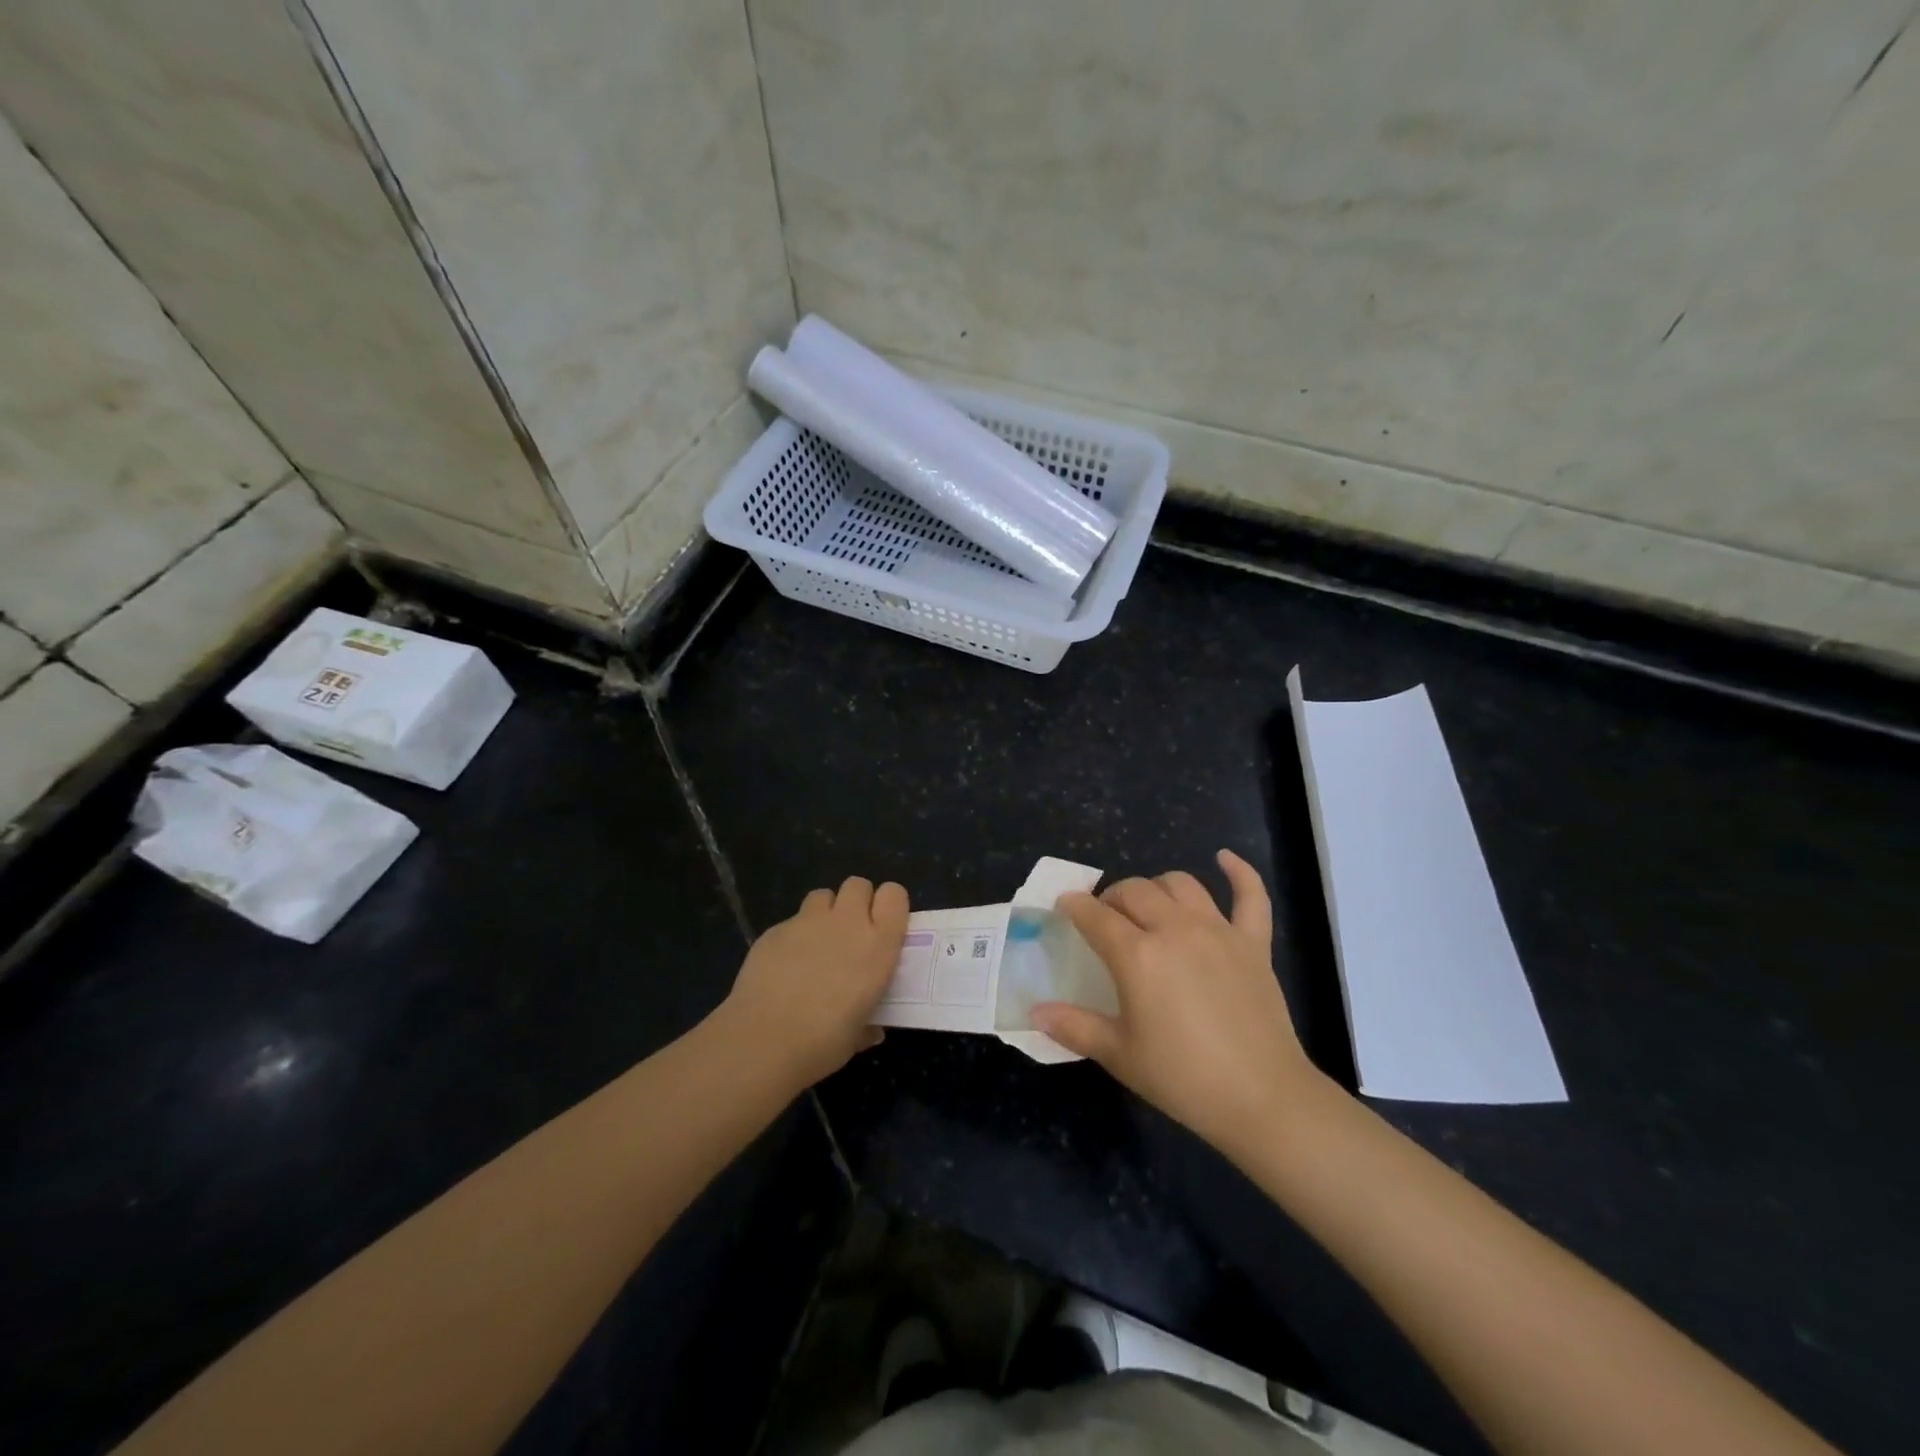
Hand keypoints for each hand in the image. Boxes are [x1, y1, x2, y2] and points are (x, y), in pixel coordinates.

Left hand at [716, 876, 909, 1088]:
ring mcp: (807, 922)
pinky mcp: (775, 930)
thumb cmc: (823, 1042)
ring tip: (817, 944)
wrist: (763, 1042)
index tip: (885, 925)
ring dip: (825, 913)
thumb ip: (868, 1023)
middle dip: (857, 901)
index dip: (889, 904)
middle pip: (858, 885)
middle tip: (851, 932)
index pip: (894, 895)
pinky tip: (784, 966)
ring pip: (823, 895)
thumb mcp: (858, 1036)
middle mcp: (846, 923)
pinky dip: (793, 936)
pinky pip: (792, 921)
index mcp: (877, 945)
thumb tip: (871, 1029)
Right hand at [1032, 851, 1322, 1156]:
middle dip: (1113, 897)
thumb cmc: (1183, 1078)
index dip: (1075, 906)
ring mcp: (1219, 931)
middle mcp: (1175, 930)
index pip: (1096, 916)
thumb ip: (1074, 1026)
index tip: (1065, 906)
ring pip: (1181, 884)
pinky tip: (1224, 858)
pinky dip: (1239, 872)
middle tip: (1106, 919)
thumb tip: (1035, 1011)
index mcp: (1138, 955)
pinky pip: (1251, 895)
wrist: (1262, 1099)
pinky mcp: (1253, 943)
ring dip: (1158, 887)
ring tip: (1150, 905)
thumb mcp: (1120, 1055)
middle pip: (1136, 891)